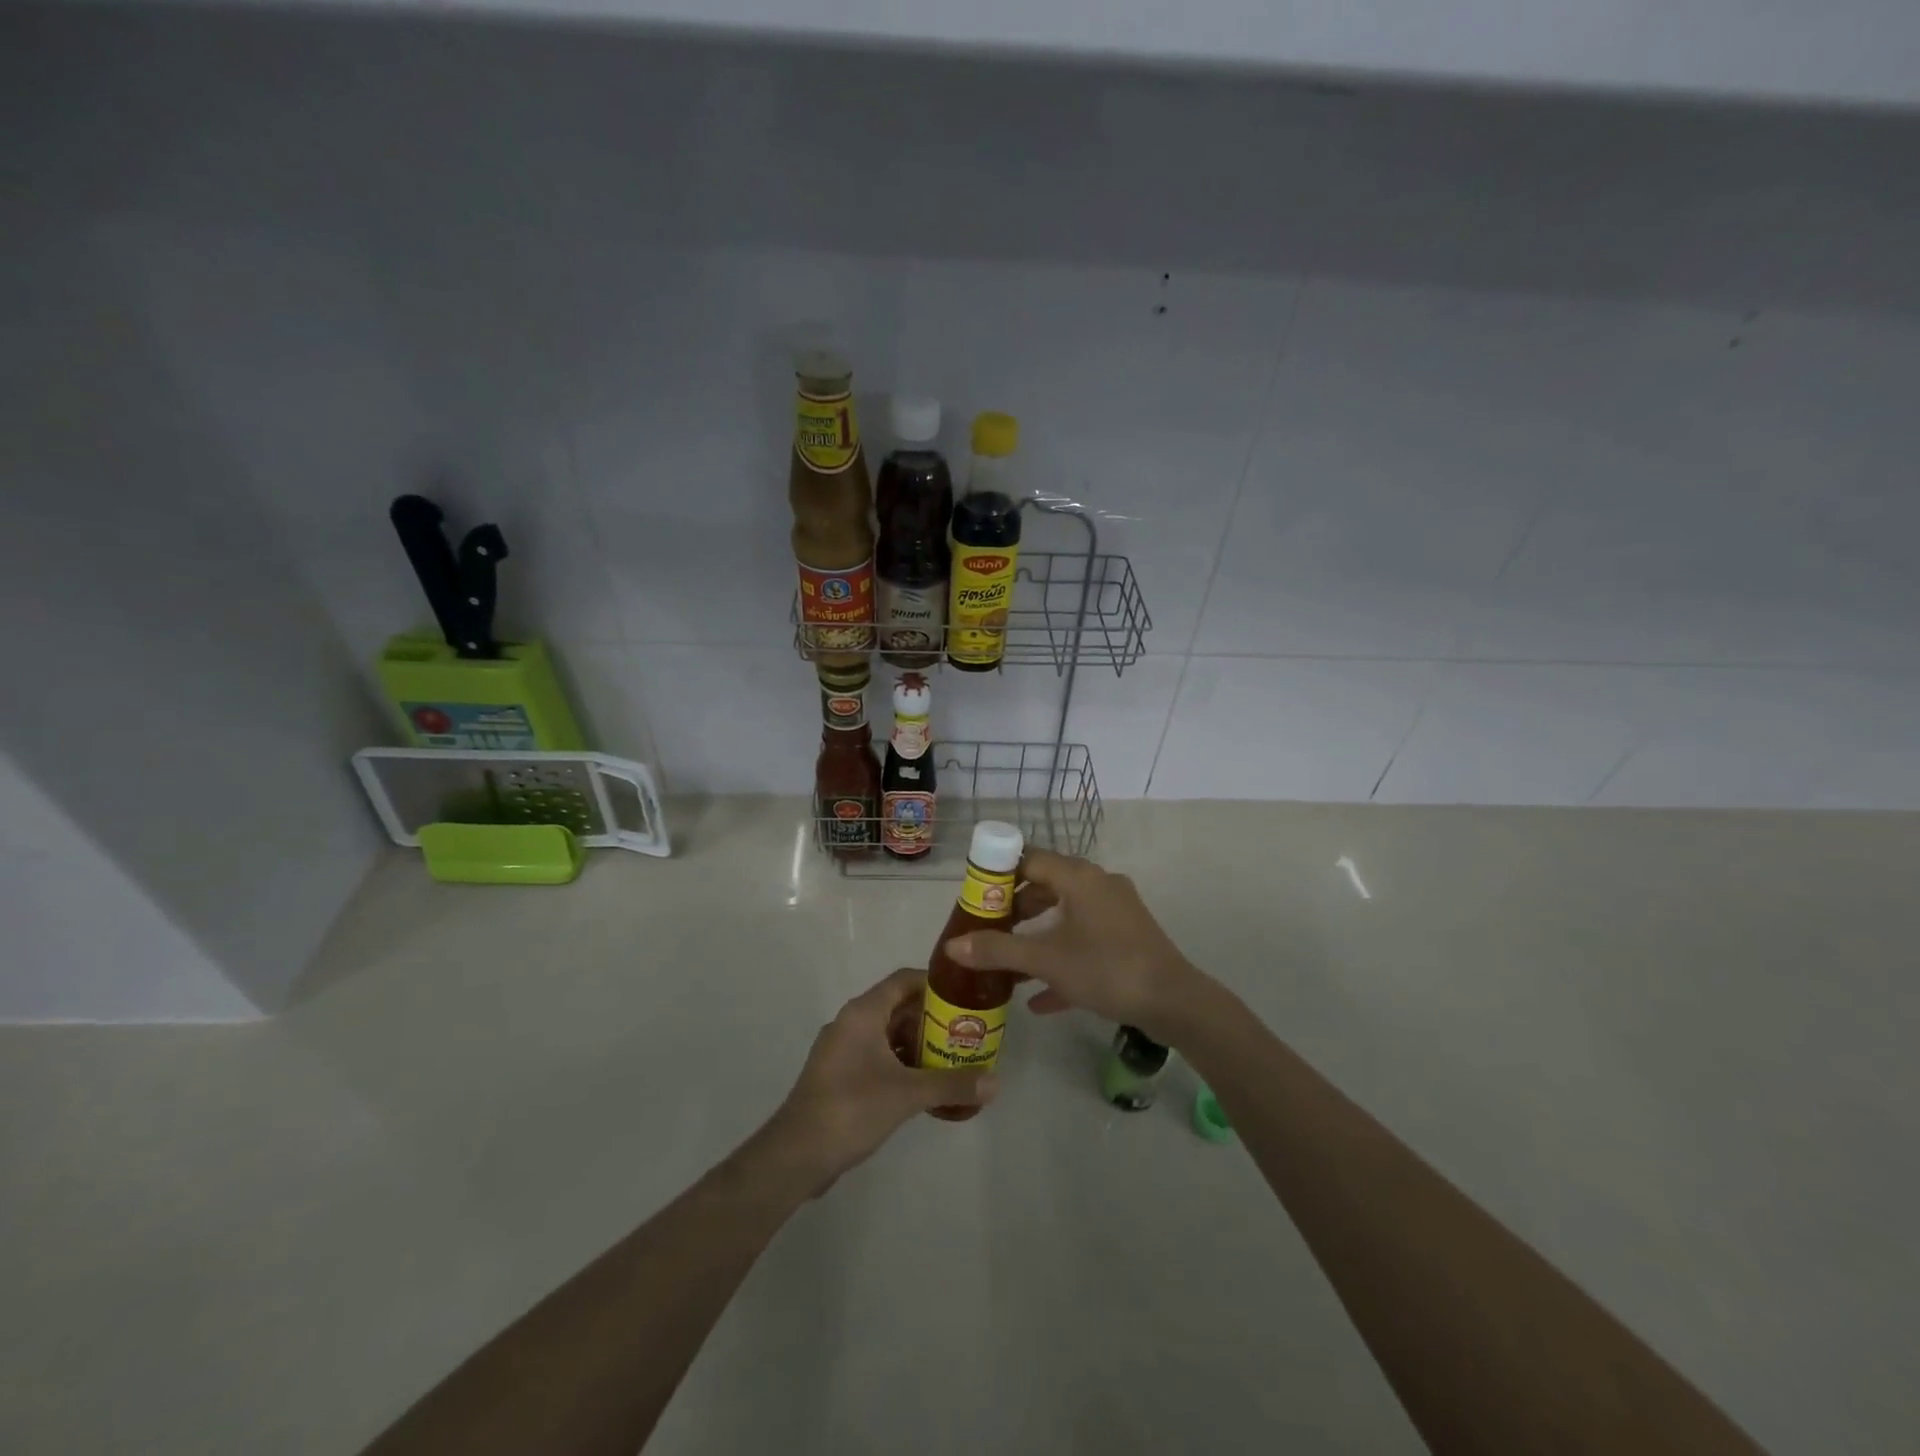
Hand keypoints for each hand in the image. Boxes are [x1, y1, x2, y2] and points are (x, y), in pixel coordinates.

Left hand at [761, 968, 997, 1190]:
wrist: (796, 1155)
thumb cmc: (851, 1108)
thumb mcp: (907, 1094)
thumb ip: (952, 1084)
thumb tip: (996, 1082)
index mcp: (863, 1012)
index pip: (903, 980)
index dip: (934, 984)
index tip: (964, 996)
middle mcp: (851, 1023)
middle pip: (898, 1007)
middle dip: (932, 1019)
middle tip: (966, 1032)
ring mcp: (842, 1050)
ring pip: (887, 1034)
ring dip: (917, 1044)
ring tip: (952, 1058)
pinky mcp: (839, 1075)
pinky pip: (877, 1057)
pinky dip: (901, 1064)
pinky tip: (924, 1085)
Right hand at [946, 850, 1203, 1042]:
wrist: (1174, 1002)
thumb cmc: (1106, 969)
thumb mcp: (1046, 961)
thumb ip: (998, 951)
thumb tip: (952, 947)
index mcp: (1078, 877)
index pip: (1029, 859)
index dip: (999, 874)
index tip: (976, 897)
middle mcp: (1098, 884)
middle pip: (1046, 885)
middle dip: (1015, 909)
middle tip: (989, 930)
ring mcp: (1117, 910)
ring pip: (1066, 914)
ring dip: (1037, 935)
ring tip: (1009, 960)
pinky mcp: (1128, 936)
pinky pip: (1086, 939)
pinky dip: (1062, 957)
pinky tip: (1040, 997)